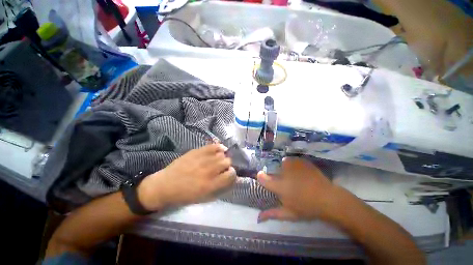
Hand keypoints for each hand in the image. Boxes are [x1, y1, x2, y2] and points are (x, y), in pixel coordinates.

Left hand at [138, 144, 236, 210]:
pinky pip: (213, 146)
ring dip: (222, 157)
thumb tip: (232, 177)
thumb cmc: (186, 195)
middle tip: (222, 167)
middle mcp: (209, 170)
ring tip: (218, 160)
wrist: (166, 185)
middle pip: (227, 162)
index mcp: (211, 184)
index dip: (232, 174)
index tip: (228, 174)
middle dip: (227, 165)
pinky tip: (219, 149)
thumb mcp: (205, 197)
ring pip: (222, 154)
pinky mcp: (197, 151)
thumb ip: (221, 187)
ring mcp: (202, 159)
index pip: (231, 174)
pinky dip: (219, 147)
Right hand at [257, 157, 343, 222]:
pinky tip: (301, 174)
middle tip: (286, 183)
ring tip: (295, 179)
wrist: (328, 198)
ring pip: (283, 164)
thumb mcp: (288, 213)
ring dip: (285, 170)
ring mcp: (292, 164)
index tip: (262, 177)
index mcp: (278, 186)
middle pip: (273, 169)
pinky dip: (294, 166)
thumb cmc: (306, 207)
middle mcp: (282, 172)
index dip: (260, 177)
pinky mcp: (301, 161)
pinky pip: (293, 161)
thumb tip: (258, 218)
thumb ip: (272, 214)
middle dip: (277, 175)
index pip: (261, 177)